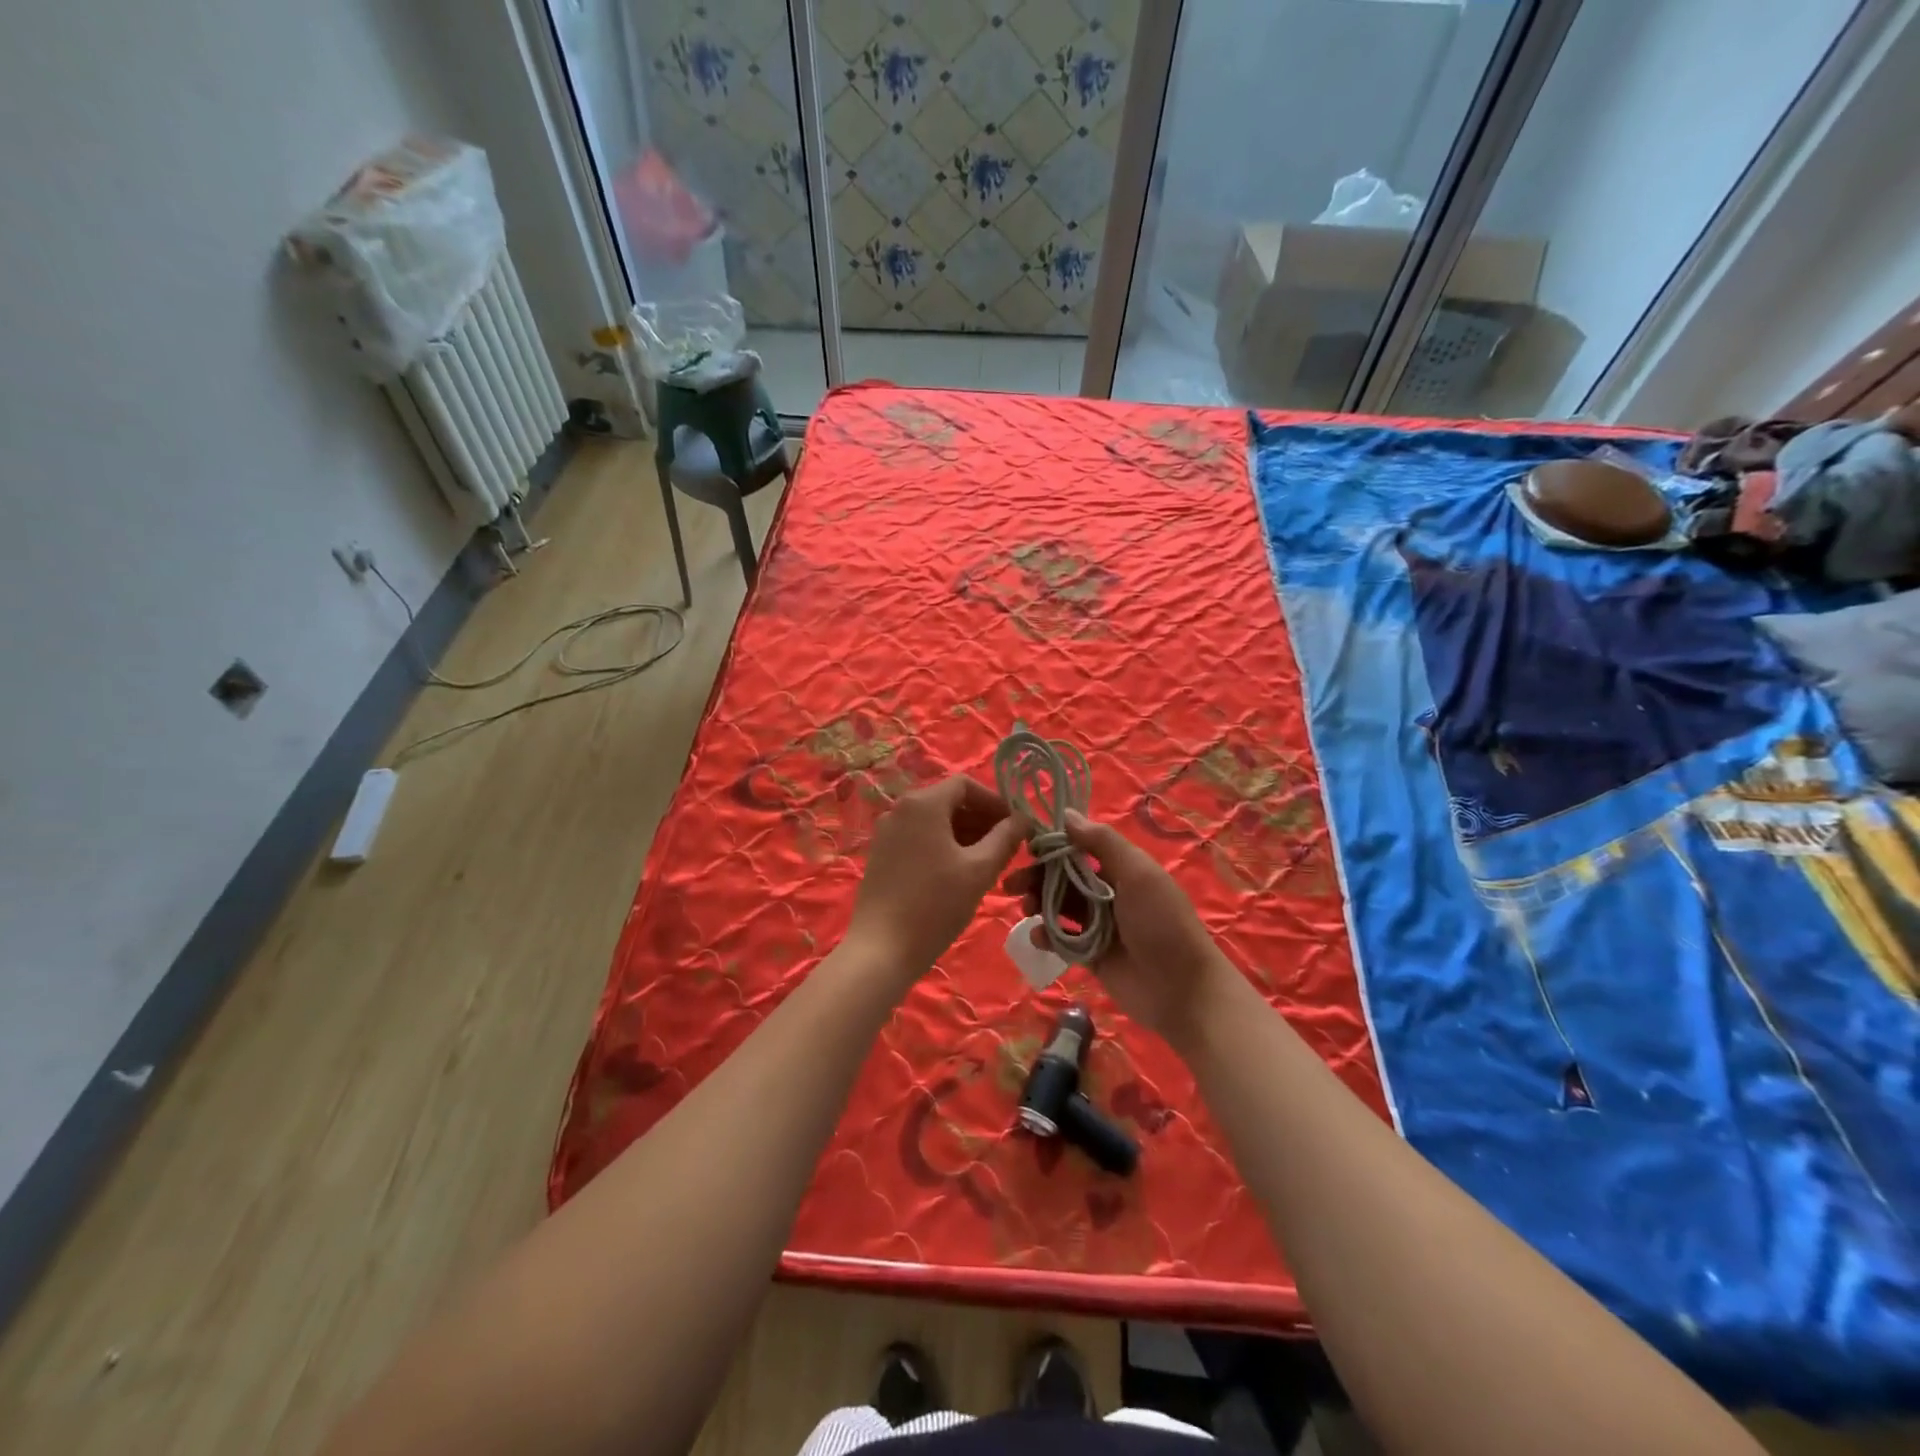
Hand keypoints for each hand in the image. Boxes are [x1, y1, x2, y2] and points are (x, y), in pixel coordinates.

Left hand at [847, 774, 1024, 989]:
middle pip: (949, 801)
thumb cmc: (935, 904)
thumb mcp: (980, 870)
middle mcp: (900, 808)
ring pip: (935, 822)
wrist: (881, 948)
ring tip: (989, 862)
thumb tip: (1023, 819)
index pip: (966, 785)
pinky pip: (919, 838)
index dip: (995, 801)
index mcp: (923, 803)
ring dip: (965, 834)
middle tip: (1008, 847)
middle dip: (982, 820)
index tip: (1016, 826)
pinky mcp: (881, 854)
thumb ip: (1005, 838)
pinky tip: (960, 873)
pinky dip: (944, 846)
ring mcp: (887, 832)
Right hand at [1006, 811, 1239, 1047]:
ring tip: (1024, 909)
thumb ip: (1102, 842)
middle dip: (1036, 877)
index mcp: (1121, 868)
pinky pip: (1061, 938)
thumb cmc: (1162, 923)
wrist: (1182, 990)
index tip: (1025, 848)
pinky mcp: (1090, 954)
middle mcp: (1108, 892)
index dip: (1052, 847)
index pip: (1078, 849)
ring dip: (1038, 904)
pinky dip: (1046, 935)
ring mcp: (1098, 925)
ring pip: (1058, 906)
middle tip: (1011, 884)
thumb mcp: (1137, 873)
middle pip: (1063, 878)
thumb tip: (1067, 814)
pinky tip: (1038, 937)